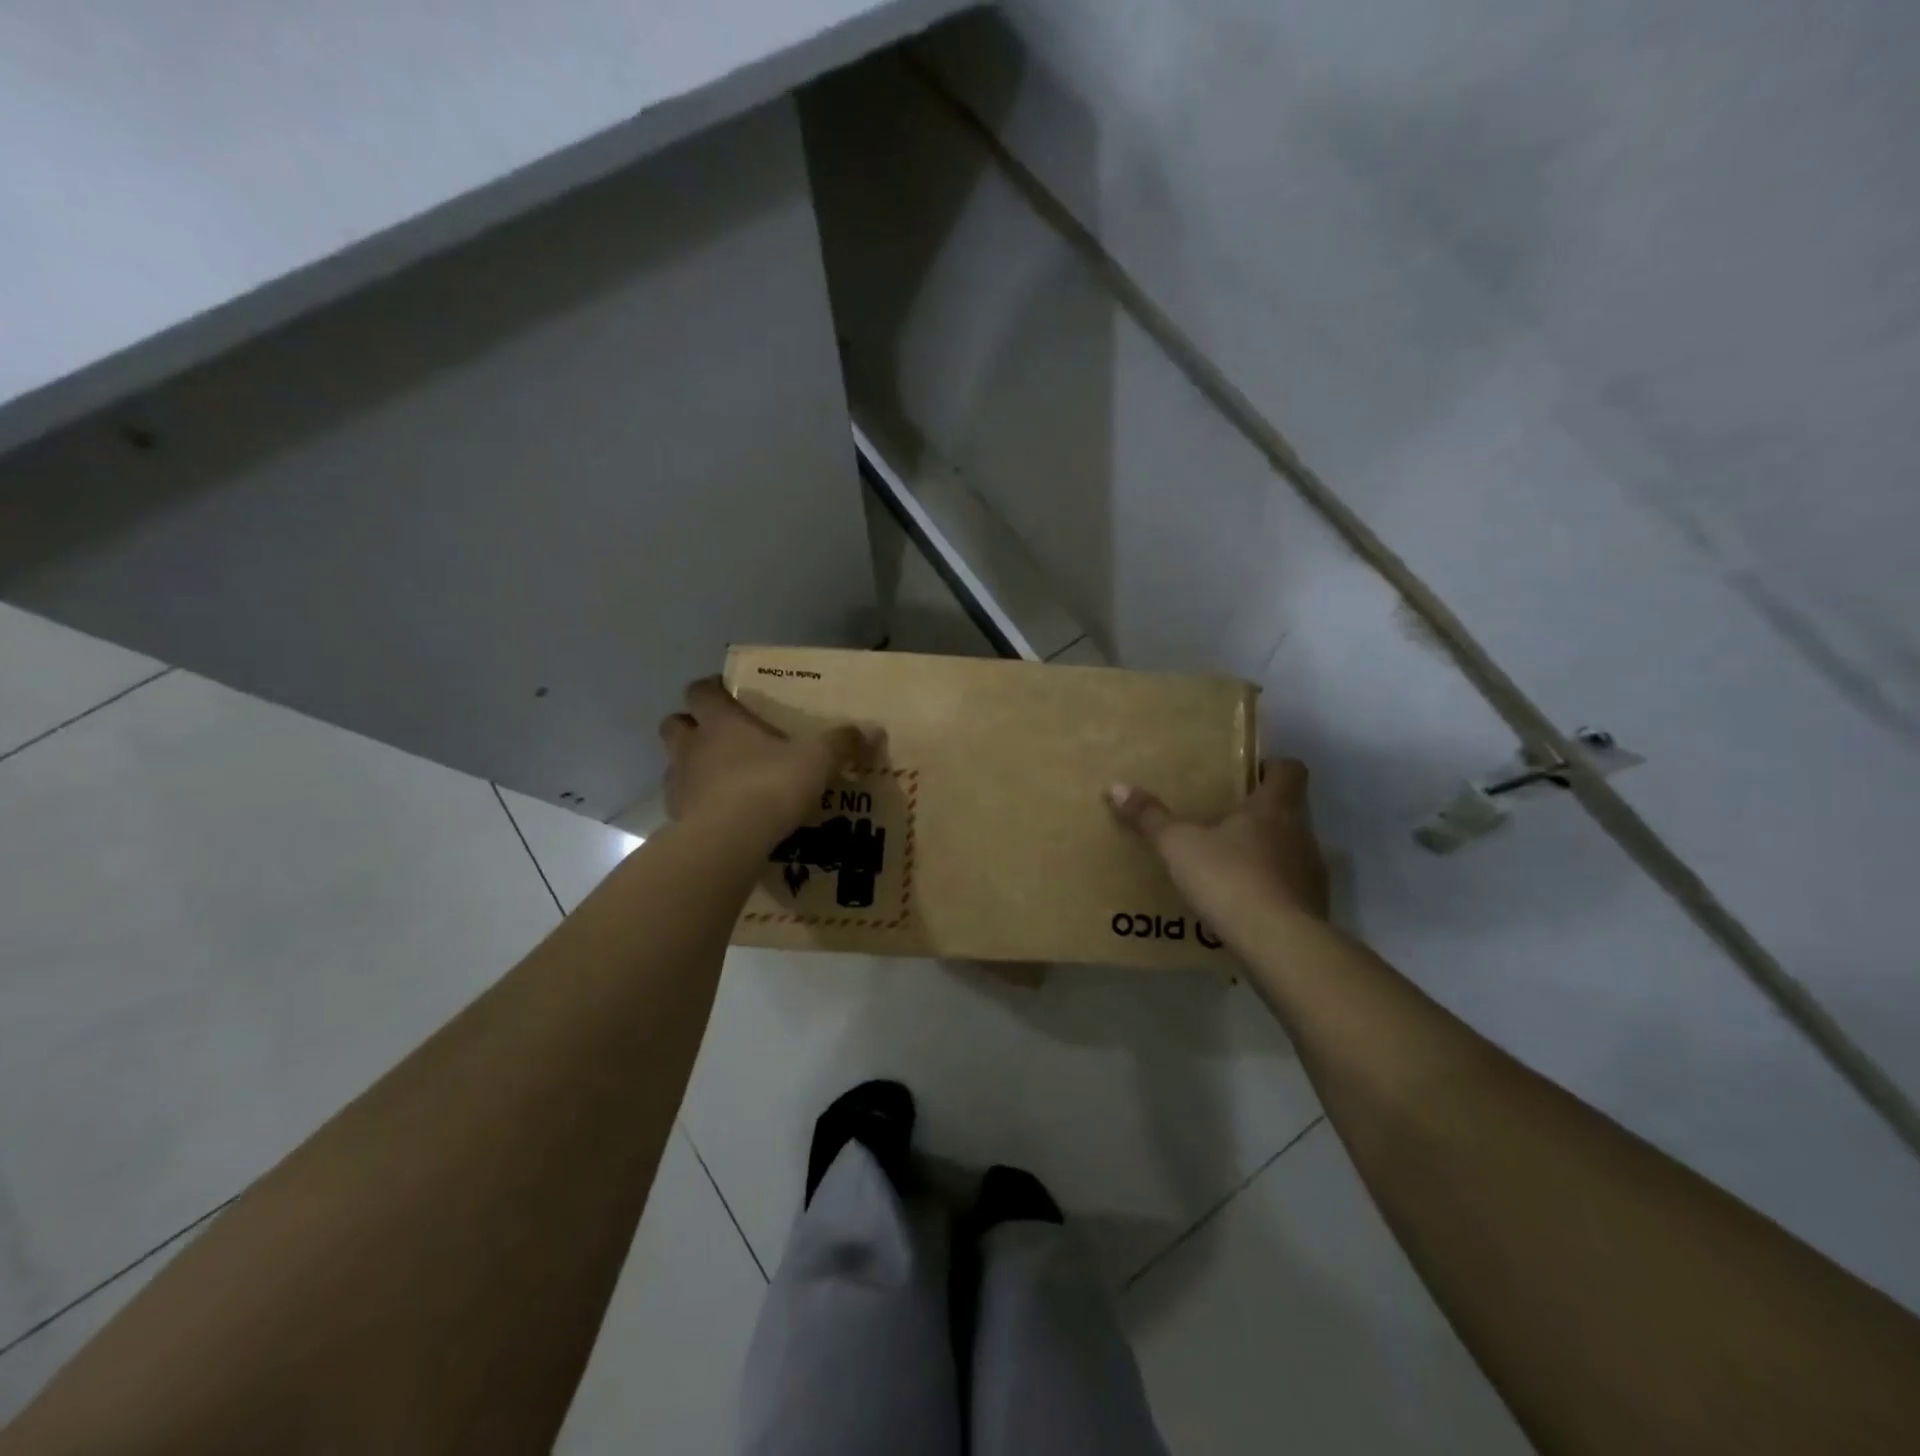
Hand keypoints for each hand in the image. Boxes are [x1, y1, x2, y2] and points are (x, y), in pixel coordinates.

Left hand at [660, 677, 878, 832]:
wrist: (729, 840)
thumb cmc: (770, 785)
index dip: (711, 689)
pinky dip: (695, 804)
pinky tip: (719, 815)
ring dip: (690, 766)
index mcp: (721, 721)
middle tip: (718, 736)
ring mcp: (679, 783)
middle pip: (674, 723)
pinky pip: (681, 803)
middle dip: (691, 725)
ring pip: (674, 764)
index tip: (726, 693)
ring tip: (720, 779)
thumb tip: (871, 731)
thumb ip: (841, 744)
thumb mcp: (817, 760)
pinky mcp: (675, 818)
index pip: (701, 690)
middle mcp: (692, 746)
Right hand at [1107, 760, 1330, 933]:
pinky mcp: (1312, 909)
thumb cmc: (1230, 878)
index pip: (1290, 770)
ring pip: (1289, 850)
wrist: (1279, 944)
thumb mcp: (1179, 846)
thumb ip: (1151, 817)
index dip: (1271, 767)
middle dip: (1258, 814)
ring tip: (1225, 866)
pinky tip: (1239, 904)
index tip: (1247, 774)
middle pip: (1288, 811)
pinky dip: (1268, 890)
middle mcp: (1300, 834)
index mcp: (1274, 808)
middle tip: (1221, 820)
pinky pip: (1289, 888)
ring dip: (1263, 853)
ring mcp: (1311, 873)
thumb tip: (1117, 786)